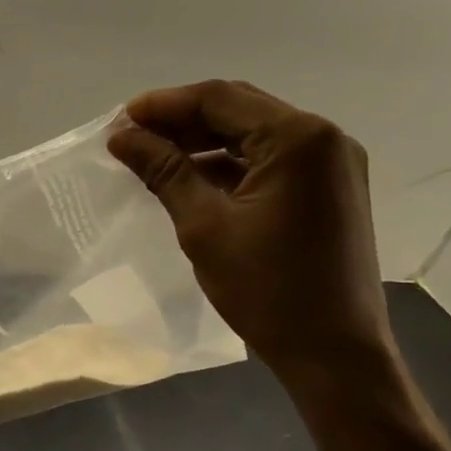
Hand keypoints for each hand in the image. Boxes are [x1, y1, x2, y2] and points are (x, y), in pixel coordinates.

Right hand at [108, 80, 393, 385]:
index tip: (118, 122)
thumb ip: (164, 170)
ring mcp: (331, 165)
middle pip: (239, 110)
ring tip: (151, 157)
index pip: (220, 99)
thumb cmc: (266, 288)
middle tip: (130, 138)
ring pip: (252, 135)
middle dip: (181, 120)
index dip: (164, 105)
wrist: (333, 352)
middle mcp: (324, 139)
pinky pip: (268, 161)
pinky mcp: (327, 190)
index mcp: (299, 139)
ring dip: (202, 142)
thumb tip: (121, 136)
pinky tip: (189, 180)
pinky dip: (227, 164)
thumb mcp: (204, 225)